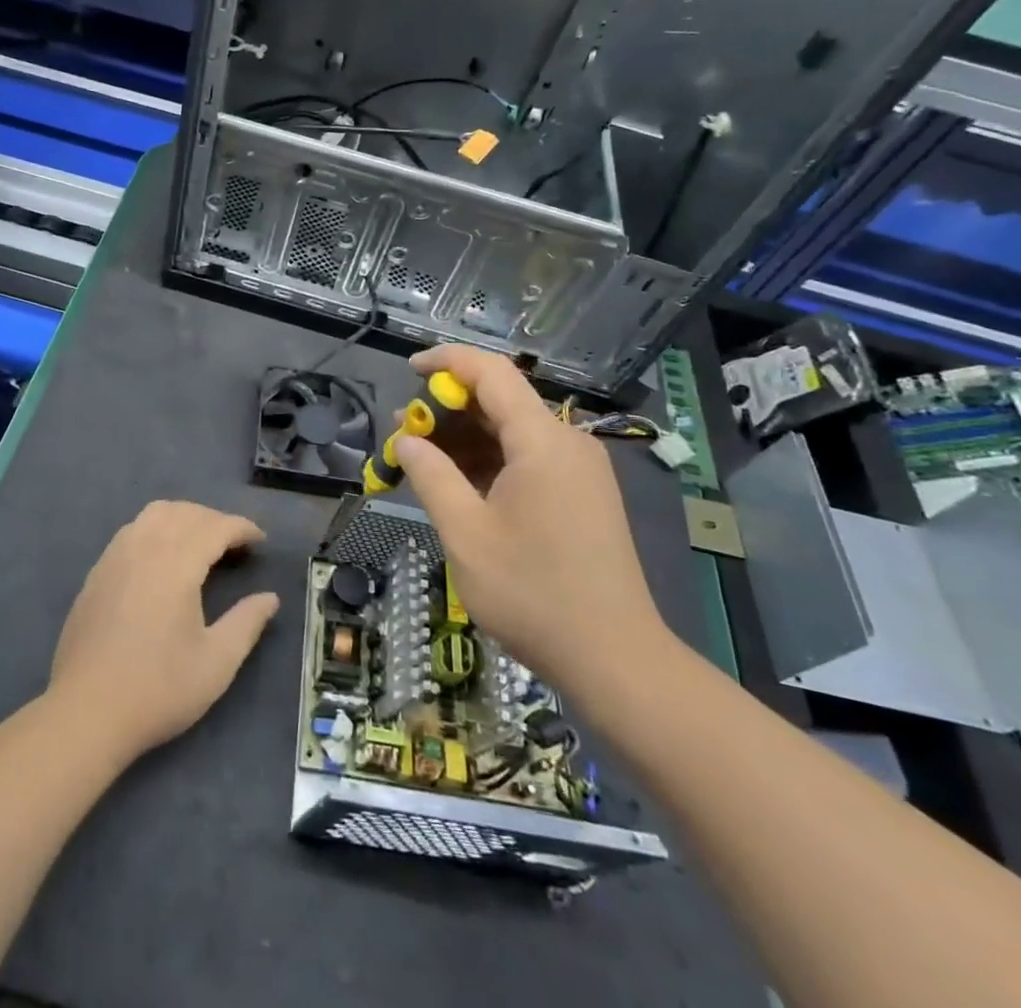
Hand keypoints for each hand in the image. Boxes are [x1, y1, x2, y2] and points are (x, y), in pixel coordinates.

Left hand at [48, 501, 279, 763]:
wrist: (86, 713)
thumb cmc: (158, 689)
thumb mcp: (216, 663)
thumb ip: (247, 623)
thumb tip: (270, 598)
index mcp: (176, 564)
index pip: (215, 527)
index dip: (242, 528)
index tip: (260, 541)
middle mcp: (144, 548)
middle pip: (185, 513)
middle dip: (215, 519)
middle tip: (235, 545)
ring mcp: (115, 557)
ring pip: (154, 514)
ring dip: (184, 517)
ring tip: (201, 542)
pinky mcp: (97, 573)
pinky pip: (132, 530)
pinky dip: (156, 528)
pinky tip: (162, 557)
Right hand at [394, 345, 673, 701]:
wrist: (615, 658)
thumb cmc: (532, 593)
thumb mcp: (466, 533)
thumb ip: (431, 476)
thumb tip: (406, 440)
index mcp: (542, 441)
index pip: (492, 372)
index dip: (447, 360)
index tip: (409, 369)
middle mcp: (567, 442)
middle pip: (503, 400)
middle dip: (450, 408)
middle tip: (405, 432)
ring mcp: (580, 469)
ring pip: (514, 431)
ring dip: (468, 437)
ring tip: (423, 459)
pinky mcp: (583, 495)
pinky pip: (529, 458)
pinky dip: (492, 461)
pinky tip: (461, 484)